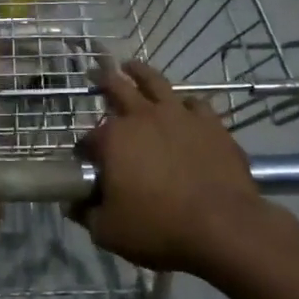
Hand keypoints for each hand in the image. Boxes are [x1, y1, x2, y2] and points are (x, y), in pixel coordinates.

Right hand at [79, 60, 270, 276]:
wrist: (224, 227)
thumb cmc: (159, 227)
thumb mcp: (109, 231)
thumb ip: (87, 214)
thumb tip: (74, 204)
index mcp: (114, 139)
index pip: (88, 138)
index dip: (84, 149)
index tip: (85, 160)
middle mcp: (143, 116)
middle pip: (117, 88)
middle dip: (103, 80)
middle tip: (95, 73)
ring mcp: (180, 115)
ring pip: (155, 82)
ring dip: (139, 73)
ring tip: (131, 66)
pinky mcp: (211, 123)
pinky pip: (195, 102)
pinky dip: (185, 102)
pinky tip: (184, 106)